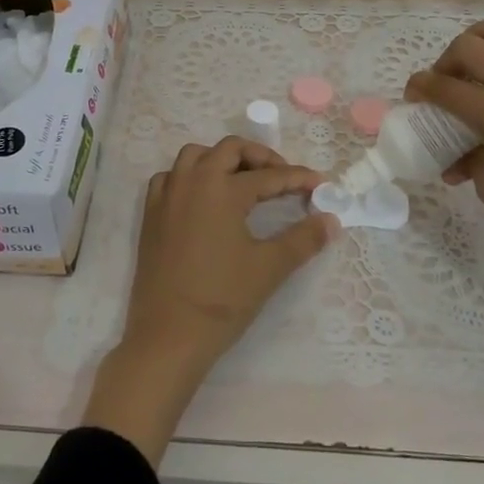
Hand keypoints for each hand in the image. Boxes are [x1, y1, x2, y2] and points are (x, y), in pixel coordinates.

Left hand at [84, 138, 336, 463]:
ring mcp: (167, 195)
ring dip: (221, 159)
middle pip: (229, 149)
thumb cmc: (222, 299)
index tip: (320, 184)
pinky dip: (189, 176)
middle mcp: (193, 181)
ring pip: (195, 155)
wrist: (169, 334)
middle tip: (281, 177)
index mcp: (223, 190)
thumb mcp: (269, 267)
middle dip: (259, 157)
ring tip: (242, 181)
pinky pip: (170, 177)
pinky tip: (202, 196)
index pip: (269, 176)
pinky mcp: (151, 213)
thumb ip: (304, 239)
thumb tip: (332, 221)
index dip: (298, 178)